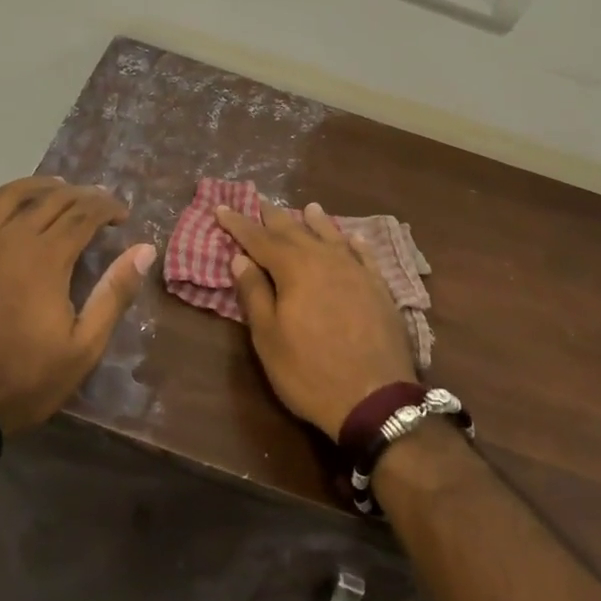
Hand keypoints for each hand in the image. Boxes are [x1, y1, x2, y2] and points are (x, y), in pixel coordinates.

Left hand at [0, 176, 154, 434]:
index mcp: (47, 257)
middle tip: (98, 203)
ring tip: (56, 187)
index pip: (84, 213)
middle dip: (81, 195)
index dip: (107, 208)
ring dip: (38, 186)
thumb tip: (144, 250)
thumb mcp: (82, 347)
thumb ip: (114, 294)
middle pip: (52, 199)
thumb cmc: (22, 378)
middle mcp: (12, 238)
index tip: (122, 215)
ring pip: (10, 195)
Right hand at [215, 199, 416, 440]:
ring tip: (308, 207)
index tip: (221, 208)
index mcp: (294, 269)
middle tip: (260, 201)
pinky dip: (354, 243)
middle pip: (295, 231)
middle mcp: (325, 259)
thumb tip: (240, 258)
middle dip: (274, 217)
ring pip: (331, 237)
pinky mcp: (379, 288)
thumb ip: (254, 294)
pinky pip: (364, 255)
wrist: (375, 399)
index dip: (238, 224)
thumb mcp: (269, 338)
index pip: (259, 239)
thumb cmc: (310, 371)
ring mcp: (355, 271)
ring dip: (316, 221)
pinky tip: (352, 237)